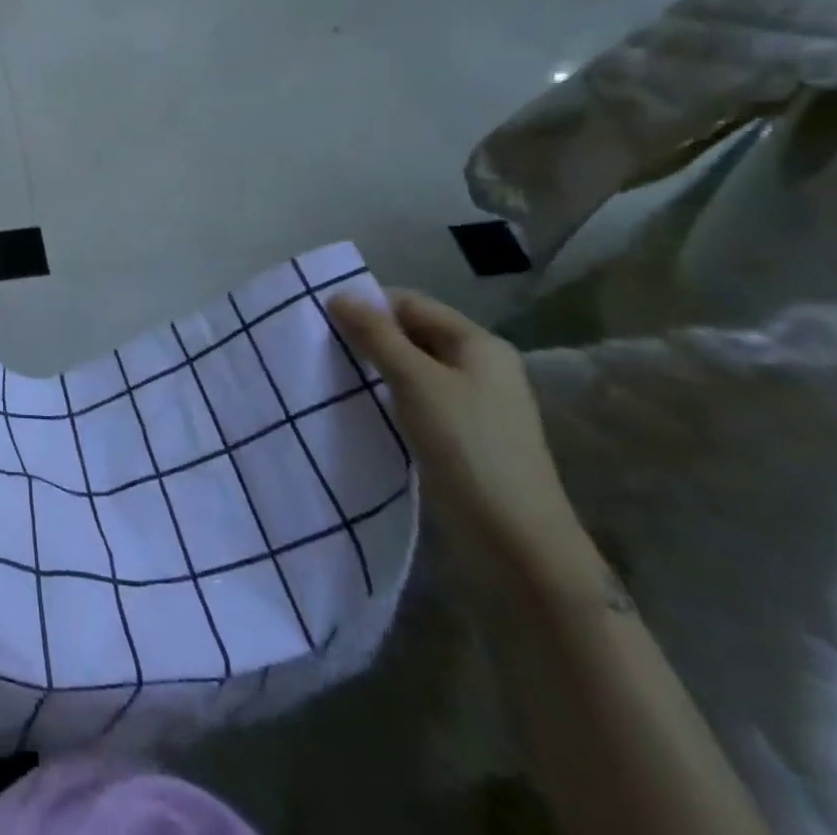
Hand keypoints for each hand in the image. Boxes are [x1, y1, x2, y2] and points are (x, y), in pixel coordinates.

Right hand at [328, 288, 599, 592]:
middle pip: (412, 333)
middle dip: (368, 336)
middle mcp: (479, 366)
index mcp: (479, 344)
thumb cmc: (467, 446)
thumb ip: (376, 335)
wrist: (515, 541)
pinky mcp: (460, 435)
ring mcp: (472, 403)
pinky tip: (360, 405)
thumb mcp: (415, 381)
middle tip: (321, 346)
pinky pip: (415, 398)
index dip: (368, 305)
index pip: (411, 303)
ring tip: (333, 374)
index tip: (323, 319)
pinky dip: (386, 395)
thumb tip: (339, 295)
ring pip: (410, 367)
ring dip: (374, 367)